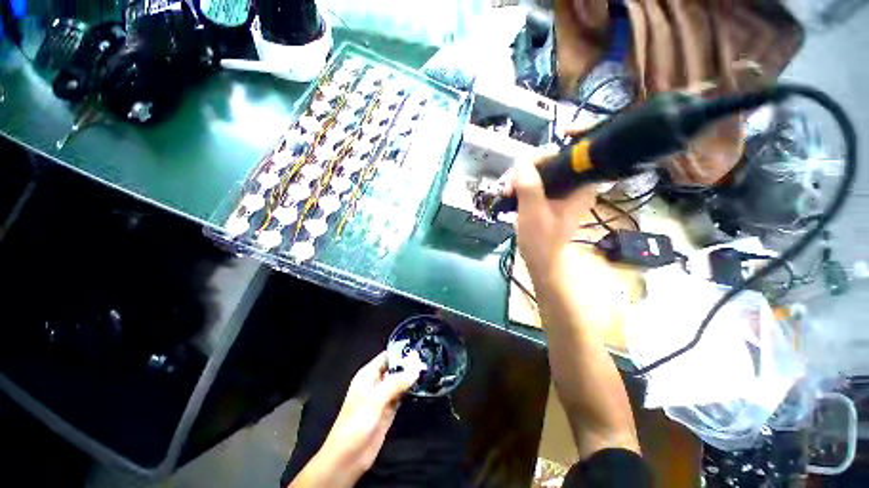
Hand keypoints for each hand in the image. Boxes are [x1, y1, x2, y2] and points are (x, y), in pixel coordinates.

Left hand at [321, 352, 422, 474]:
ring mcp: (383, 397)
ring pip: (399, 382)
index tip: (419, 350)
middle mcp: (376, 383)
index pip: (387, 357)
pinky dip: (410, 391)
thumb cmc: (357, 422)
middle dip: (409, 365)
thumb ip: (396, 382)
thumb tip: (416, 368)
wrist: (348, 457)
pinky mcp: (389, 410)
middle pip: (395, 368)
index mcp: (368, 375)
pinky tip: (422, 386)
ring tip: (428, 370)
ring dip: (411, 378)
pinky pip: (402, 395)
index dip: (401, 353)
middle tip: (428, 359)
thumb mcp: (376, 399)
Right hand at [503, 148, 596, 280]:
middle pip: (550, 163)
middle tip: (509, 186)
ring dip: (521, 179)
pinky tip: (512, 194)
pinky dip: (523, 186)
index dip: (539, 158)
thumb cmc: (540, 240)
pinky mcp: (553, 197)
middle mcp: (576, 184)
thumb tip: (521, 160)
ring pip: (541, 172)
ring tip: (507, 193)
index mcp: (581, 186)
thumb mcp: (533, 212)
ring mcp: (564, 191)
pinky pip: (537, 182)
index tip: (519, 170)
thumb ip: (528, 185)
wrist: (539, 259)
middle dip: (525, 171)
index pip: (563, 157)